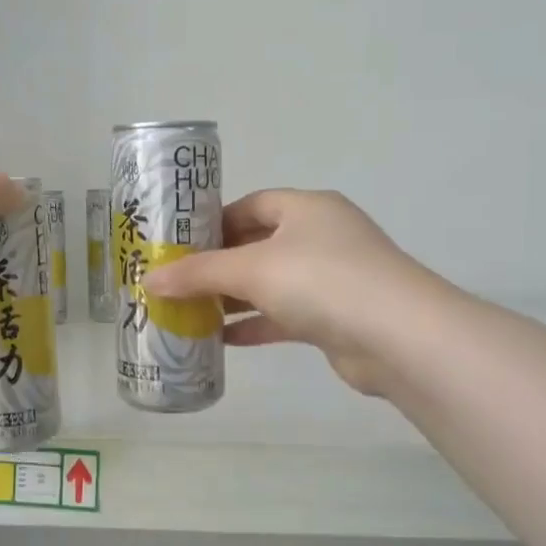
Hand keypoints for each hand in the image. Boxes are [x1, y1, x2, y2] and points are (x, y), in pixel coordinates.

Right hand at [143, 189, 441, 395]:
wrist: (398, 337)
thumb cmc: (321, 280)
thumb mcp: (251, 270)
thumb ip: (198, 274)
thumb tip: (147, 280)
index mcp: (306, 209)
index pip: (251, 205)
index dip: (213, 222)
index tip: (179, 245)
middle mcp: (321, 236)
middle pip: (258, 244)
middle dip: (217, 264)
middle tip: (177, 280)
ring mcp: (332, 278)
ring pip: (270, 283)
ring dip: (233, 298)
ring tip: (190, 311)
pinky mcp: (335, 317)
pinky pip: (284, 315)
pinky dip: (255, 324)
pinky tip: (222, 340)